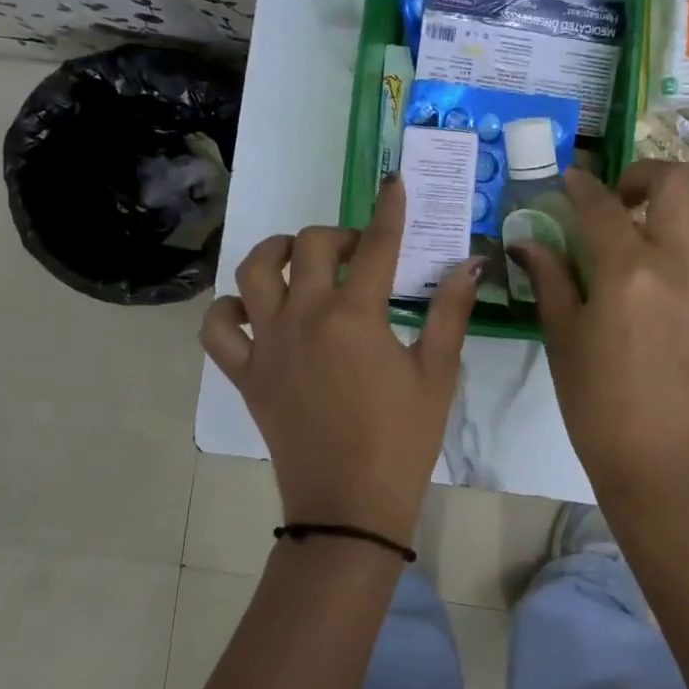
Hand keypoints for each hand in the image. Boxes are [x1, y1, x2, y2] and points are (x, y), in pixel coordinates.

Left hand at [200, 176, 480, 545]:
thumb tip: (471, 262)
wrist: (349, 505)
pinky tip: (256, 312)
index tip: (394, 183)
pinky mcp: (245, 373)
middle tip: (359, 255)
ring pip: (253, 271)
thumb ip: (451, 312)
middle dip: (337, 236)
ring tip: (300, 263)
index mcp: (355, 315)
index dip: (389, 208)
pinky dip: (229, 310)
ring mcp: (267, 344)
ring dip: (276, 253)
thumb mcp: (438, 373)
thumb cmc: (402, 439)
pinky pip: (218, 328)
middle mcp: (304, 317)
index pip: (376, 244)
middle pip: (307, 245)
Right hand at [512, 161, 688, 504]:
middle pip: (673, 180)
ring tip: (666, 228)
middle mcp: (678, 262)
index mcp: (626, 272)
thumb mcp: (563, 337)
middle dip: (641, 174)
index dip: (580, 185)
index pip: (600, 205)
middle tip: (622, 199)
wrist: (661, 458)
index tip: (571, 180)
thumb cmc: (598, 403)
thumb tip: (527, 241)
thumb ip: (550, 279)